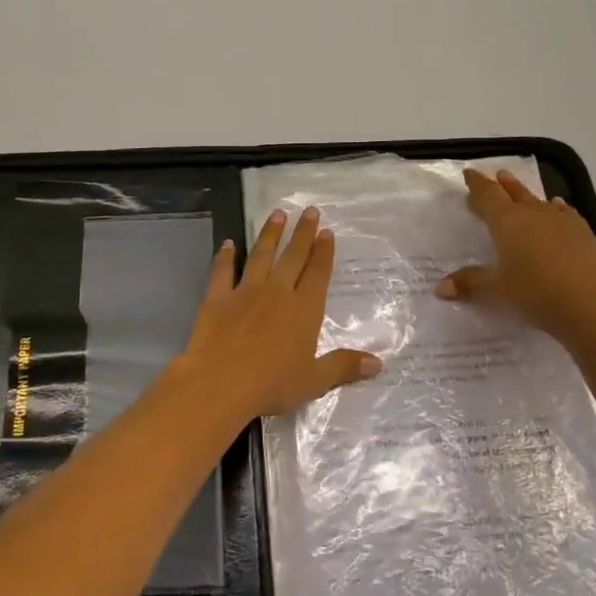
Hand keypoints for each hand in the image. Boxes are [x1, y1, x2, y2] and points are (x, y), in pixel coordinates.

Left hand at [174, 206, 380, 422]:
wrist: (220, 383)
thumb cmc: (272, 384)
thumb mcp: (314, 381)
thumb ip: (344, 367)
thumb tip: (378, 363)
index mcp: (304, 310)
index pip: (318, 273)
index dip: (324, 252)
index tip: (327, 231)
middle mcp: (277, 292)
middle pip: (293, 256)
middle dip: (303, 233)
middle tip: (309, 211)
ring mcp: (245, 292)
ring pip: (261, 255)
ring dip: (270, 234)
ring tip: (277, 214)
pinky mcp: (217, 298)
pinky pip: (222, 271)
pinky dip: (225, 256)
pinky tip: (228, 243)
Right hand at [435, 168, 595, 346]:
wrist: (592, 305)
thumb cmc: (535, 293)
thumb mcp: (496, 291)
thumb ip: (469, 284)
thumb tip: (440, 289)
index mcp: (507, 223)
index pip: (488, 196)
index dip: (477, 184)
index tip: (470, 173)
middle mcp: (533, 215)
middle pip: (514, 194)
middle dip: (502, 185)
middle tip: (496, 175)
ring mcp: (562, 222)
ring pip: (539, 201)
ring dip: (527, 194)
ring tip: (521, 190)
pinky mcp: (585, 235)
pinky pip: (566, 213)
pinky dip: (557, 209)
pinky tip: (558, 207)